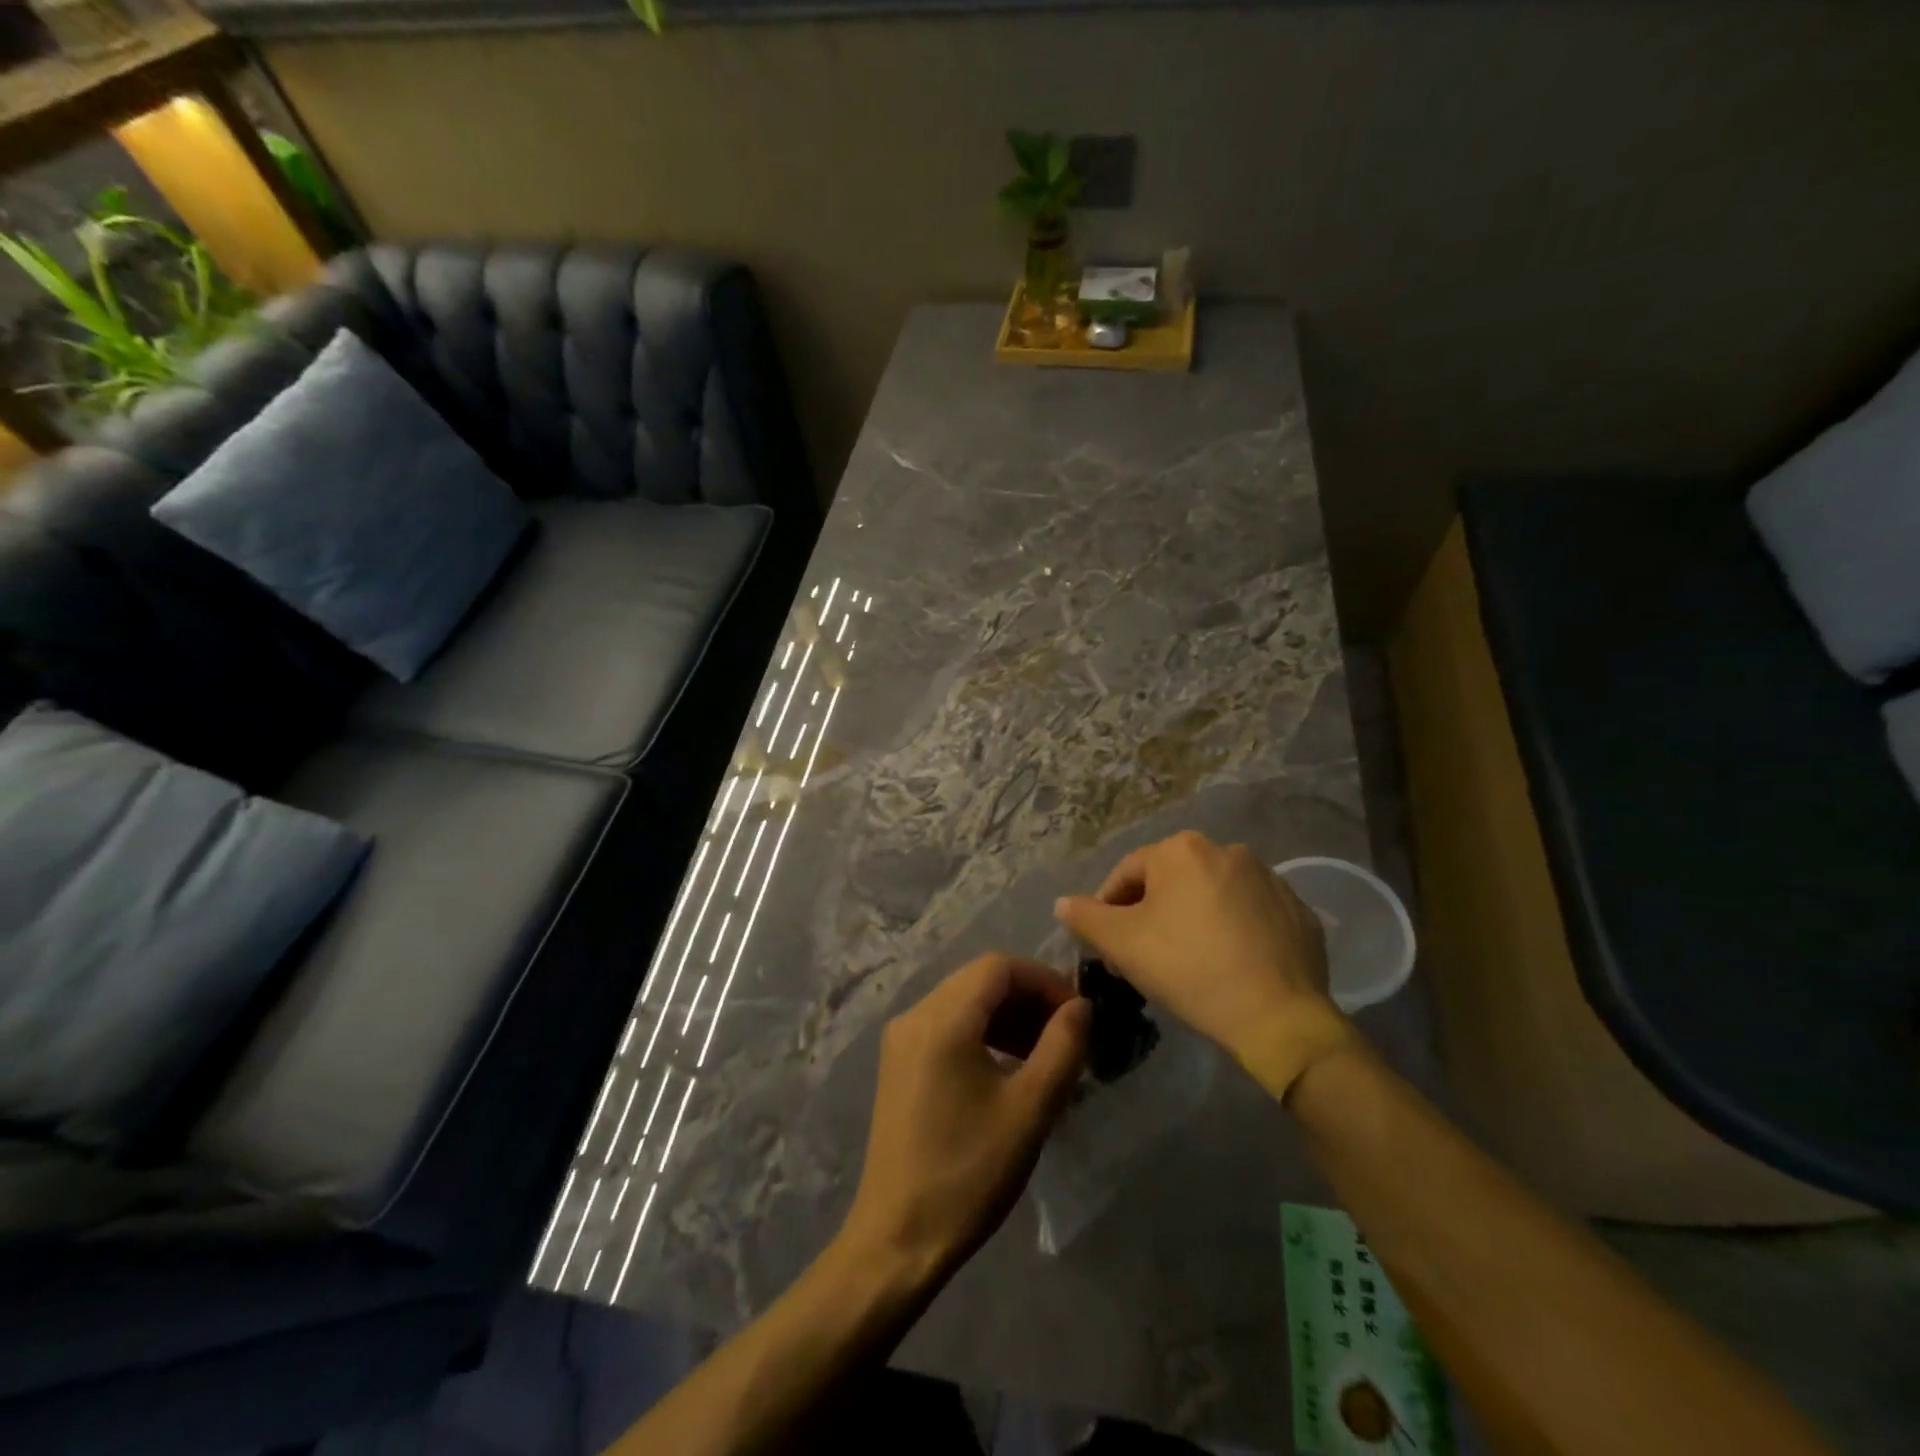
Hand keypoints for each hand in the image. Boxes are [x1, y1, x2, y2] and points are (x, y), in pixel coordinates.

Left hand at [839, 954, 1089, 1281]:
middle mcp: (914, 1015)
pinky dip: (982, 1033)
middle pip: (979, 980)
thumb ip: (1062, 1047)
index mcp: (941, 1019)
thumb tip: (1081, 1006)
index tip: (1077, 1015)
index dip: (1043, 980)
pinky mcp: (899, 1064)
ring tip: (1044, 1054)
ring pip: (964, 1001)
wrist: (898, 1239)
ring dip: (1007, 1016)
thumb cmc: (968, 1173)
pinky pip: (947, 1026)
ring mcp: (901, 1039)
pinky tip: (1008, 1068)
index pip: (999, 967)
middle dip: (1028, 997)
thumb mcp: (1029, 1110)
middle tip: (1066, 1035)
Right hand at [1053, 831, 1355, 1099]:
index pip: (1127, 874)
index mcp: (1181, 849)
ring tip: (1189, 961)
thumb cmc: (1189, 969)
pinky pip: (1249, 913)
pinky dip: (1233, 930)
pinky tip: (1230, 963)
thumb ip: (1085, 917)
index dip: (1109, 909)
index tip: (1108, 947)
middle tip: (1145, 955)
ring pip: (1211, 895)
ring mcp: (1269, 877)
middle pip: (1170, 882)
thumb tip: (1064, 903)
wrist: (1279, 1016)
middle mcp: (1227, 850)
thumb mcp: (1122, 944)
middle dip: (1151, 913)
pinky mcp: (1297, 908)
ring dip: (1193, 918)